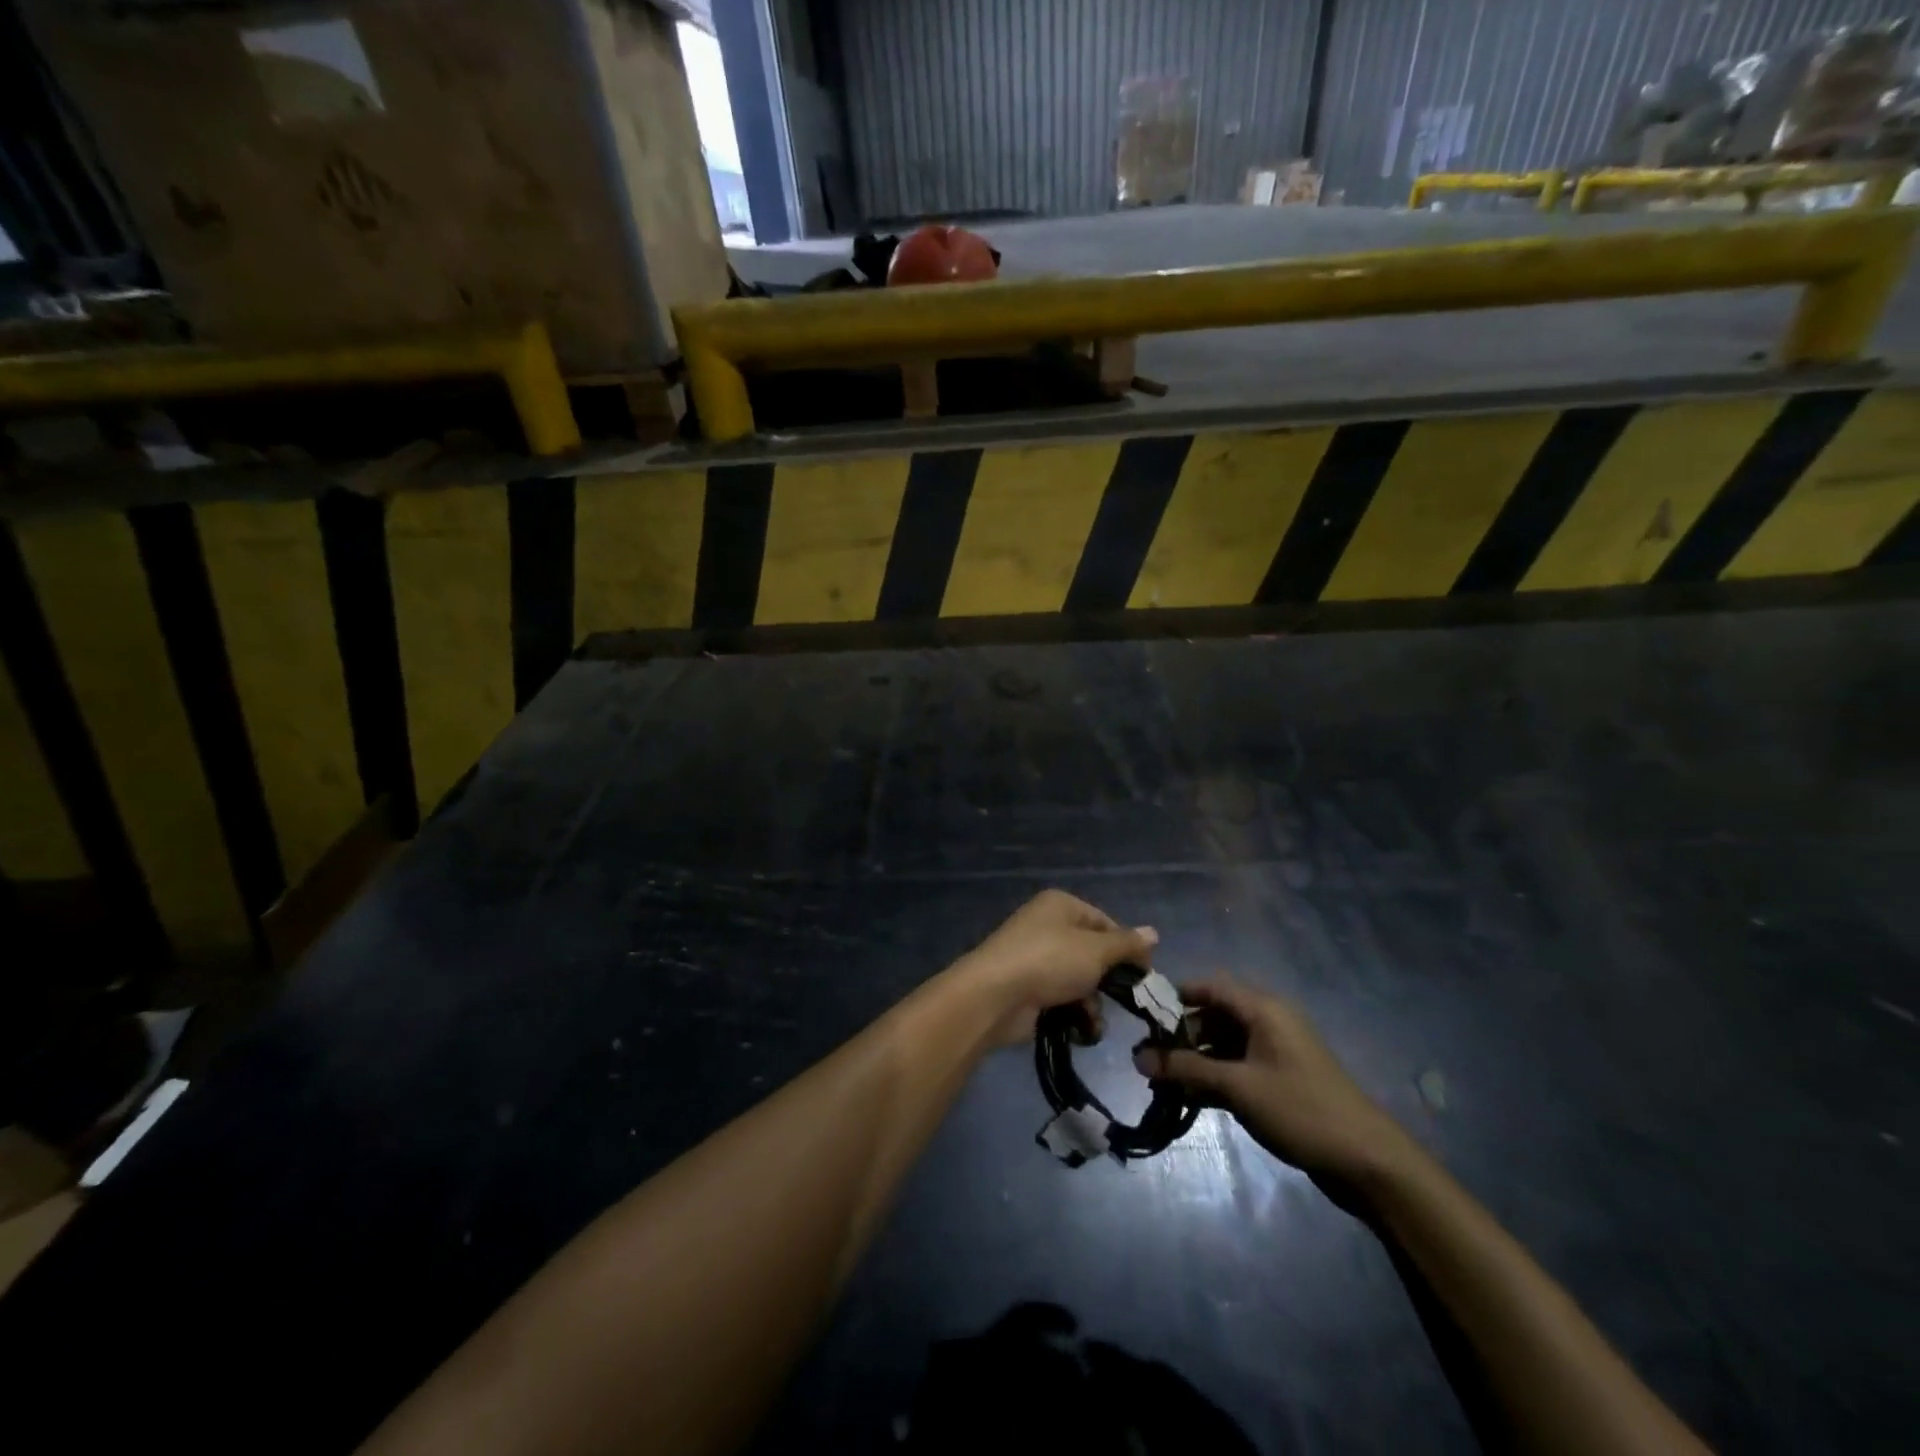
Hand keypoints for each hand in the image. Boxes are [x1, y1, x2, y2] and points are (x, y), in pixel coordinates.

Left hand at [954, 889, 1156, 1043]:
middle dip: (1108, 981)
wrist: (995, 996)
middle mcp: (1047, 927)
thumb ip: (1127, 944)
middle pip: (1093, 954)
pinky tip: (1080, 1031)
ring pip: (1080, 981)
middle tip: (1124, 1002)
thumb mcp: (1096, 950)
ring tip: (1092, 1020)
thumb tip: (1154, 933)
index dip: (1127, 947)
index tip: (1144, 974)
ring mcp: (1035, 959)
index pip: (1105, 922)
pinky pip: (1062, 1000)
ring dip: (1092, 1004)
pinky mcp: (1028, 989)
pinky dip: (1073, 1015)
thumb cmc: (1050, 961)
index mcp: (1061, 906)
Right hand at [1134, 977, 1415, 1183]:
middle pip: (1214, 1015)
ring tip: (1164, 1080)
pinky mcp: (1279, 1078)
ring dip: (1196, 1058)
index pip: (1210, 986)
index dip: (1175, 996)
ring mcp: (1275, 1051)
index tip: (1143, 1016)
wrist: (1366, 1160)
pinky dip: (1214, 1075)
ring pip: (1224, 1042)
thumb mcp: (1238, 1087)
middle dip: (1181, 1034)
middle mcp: (1268, 1021)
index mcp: (1263, 1009)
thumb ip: (1187, 1069)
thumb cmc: (1300, 1109)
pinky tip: (1191, 1096)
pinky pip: (1237, 1065)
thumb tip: (1139, 1057)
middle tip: (1149, 1057)